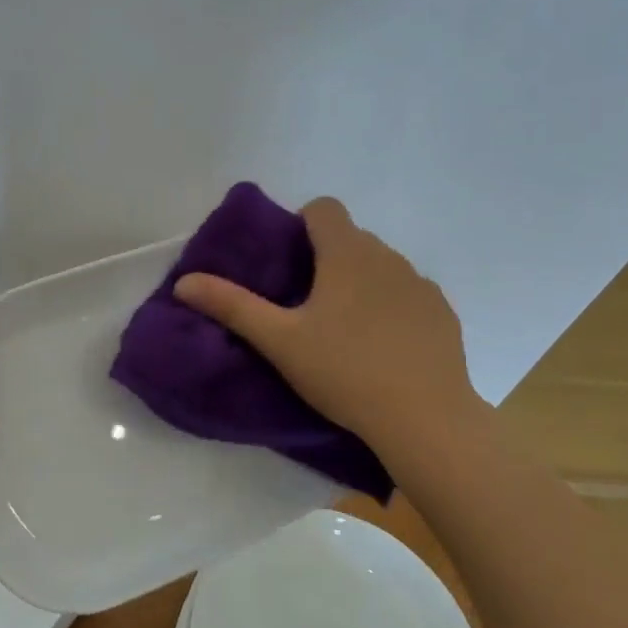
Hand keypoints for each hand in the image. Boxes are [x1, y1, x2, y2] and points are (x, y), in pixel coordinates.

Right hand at [173, 198, 491, 477]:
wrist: (424, 420)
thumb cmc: (344, 371)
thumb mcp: (278, 341)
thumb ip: (231, 306)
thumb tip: (184, 282)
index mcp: (347, 253)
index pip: (324, 208)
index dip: (301, 224)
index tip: (289, 263)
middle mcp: (388, 257)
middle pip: (351, 238)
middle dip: (327, 258)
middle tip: (306, 305)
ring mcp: (421, 285)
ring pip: (382, 266)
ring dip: (361, 282)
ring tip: (344, 329)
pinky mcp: (443, 315)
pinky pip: (409, 295)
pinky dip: (392, 308)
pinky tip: (383, 348)